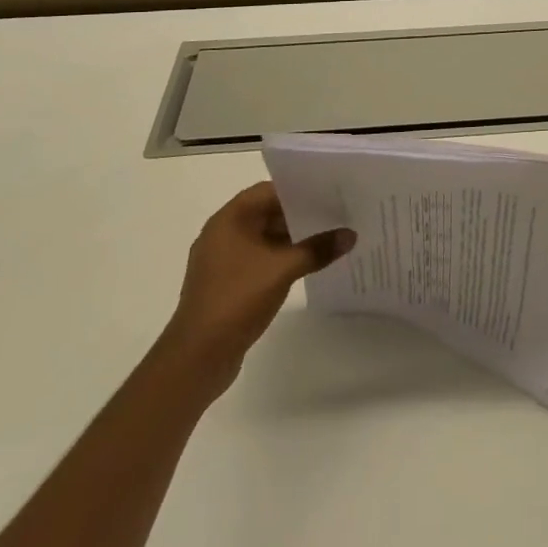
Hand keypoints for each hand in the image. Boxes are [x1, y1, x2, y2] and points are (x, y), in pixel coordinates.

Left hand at [161, 181, 355, 397]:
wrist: (197, 357)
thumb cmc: (236, 299)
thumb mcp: (282, 269)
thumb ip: (317, 249)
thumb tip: (350, 235)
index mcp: (228, 221)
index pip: (268, 191)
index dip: (298, 189)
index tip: (329, 190)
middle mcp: (223, 235)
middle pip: (268, 213)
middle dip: (301, 214)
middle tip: (337, 212)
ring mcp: (224, 262)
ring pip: (266, 238)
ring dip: (294, 239)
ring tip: (330, 237)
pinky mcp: (228, 284)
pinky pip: (261, 260)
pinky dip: (283, 259)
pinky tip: (309, 264)